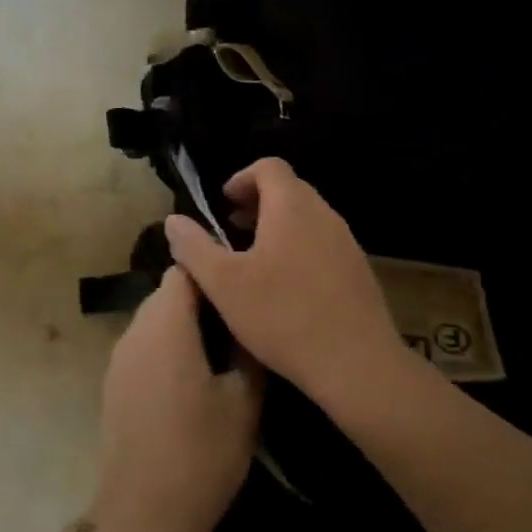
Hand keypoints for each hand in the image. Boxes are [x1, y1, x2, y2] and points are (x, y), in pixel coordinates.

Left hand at [93, 267, 260, 531]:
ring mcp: (118, 357)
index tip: (241, 289)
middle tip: (238, 324)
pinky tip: (191, 381)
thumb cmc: (201, 453)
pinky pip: (143, 346)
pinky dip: (166, 349)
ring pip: (154, 320)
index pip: (183, 271)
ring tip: (220, 352)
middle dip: (200, 301)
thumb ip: (247, 349)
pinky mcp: (113, 382)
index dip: (212, 273)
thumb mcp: (243, 402)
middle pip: (166, 294)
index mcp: (166, 325)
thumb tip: (248, 320)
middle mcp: (135, 331)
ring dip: (183, 326)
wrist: (143, 513)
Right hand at [164, 157, 404, 403]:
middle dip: (257, 203)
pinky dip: (298, 248)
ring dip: (277, 227)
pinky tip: (285, 289)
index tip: (223, 206)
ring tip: (254, 261)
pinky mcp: (358, 271)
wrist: (357, 365)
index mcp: (292, 207)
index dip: (241, 178)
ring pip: (307, 218)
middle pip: (289, 190)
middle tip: (232, 231)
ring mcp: (346, 243)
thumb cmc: (283, 316)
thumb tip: (173, 221)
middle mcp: (324, 215)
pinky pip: (322, 243)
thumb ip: (194, 247)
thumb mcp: (223, 283)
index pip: (269, 166)